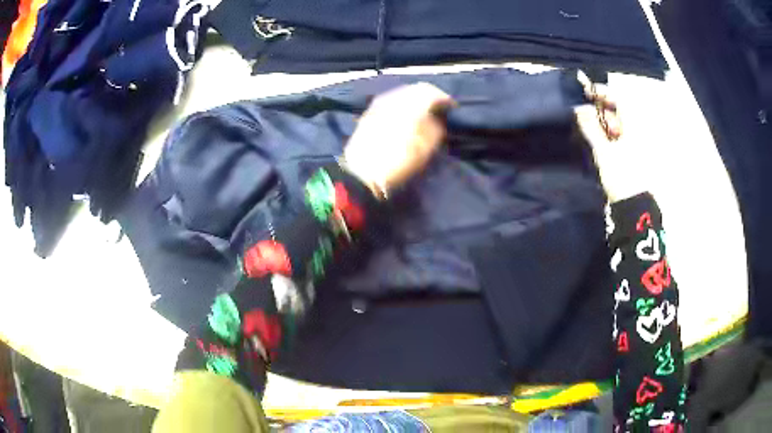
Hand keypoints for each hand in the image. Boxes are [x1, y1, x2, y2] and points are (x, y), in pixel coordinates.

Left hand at [343, 83, 453, 197]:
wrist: (360, 172)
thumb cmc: (397, 161)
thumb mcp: (426, 147)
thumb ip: (436, 127)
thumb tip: (437, 118)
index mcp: (410, 103)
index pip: (431, 91)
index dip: (444, 98)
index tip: (452, 108)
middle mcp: (394, 97)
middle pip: (416, 89)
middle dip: (429, 97)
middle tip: (438, 109)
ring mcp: (379, 103)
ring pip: (402, 94)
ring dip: (414, 100)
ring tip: (422, 113)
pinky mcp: (369, 112)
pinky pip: (391, 101)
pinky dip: (401, 105)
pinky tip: (404, 117)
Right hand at [574, 73, 644, 202]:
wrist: (633, 207)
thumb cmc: (622, 176)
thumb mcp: (604, 151)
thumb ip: (591, 128)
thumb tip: (578, 108)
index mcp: (634, 126)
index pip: (619, 98)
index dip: (602, 92)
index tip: (585, 91)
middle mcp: (637, 131)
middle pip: (617, 111)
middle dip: (599, 109)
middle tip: (582, 112)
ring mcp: (635, 143)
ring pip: (617, 124)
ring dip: (601, 123)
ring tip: (587, 127)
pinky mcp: (631, 155)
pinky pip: (617, 137)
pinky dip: (606, 135)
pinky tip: (596, 140)